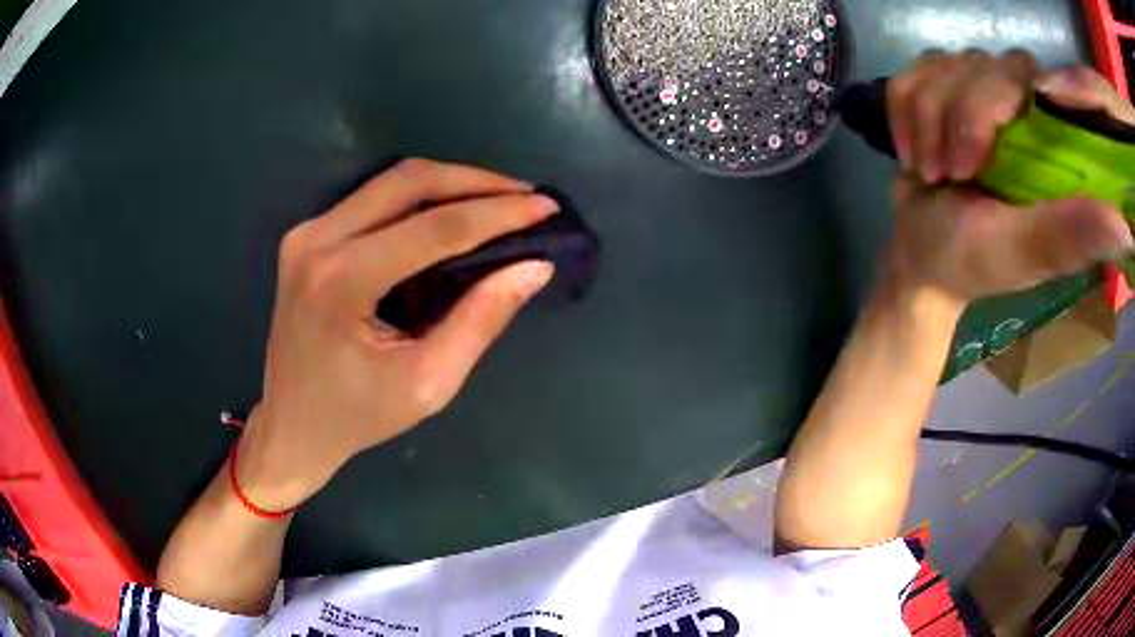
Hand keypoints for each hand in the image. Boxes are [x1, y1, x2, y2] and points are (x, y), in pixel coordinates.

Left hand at [236, 159, 556, 510]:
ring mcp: (306, 233)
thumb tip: (533, 267)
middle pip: (408, 182)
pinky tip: (451, 211)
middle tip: (525, 197)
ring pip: (390, 182)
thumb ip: (480, 320)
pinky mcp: (307, 236)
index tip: (546, 208)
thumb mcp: (427, 383)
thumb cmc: (357, 417)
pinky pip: (372, 199)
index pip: (434, 228)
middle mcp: (317, 241)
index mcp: (341, 282)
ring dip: (449, 183)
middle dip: (475, 182)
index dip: (497, 214)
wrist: (292, 426)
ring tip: (498, 200)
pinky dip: (419, 197)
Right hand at [885, 51, 1134, 302]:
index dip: (992, 99)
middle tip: (950, 174)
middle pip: (978, 63)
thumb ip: (1070, 234)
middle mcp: (1018, 107)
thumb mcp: (1025, 252)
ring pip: (939, 64)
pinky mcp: (940, 92)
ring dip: (925, 121)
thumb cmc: (973, 261)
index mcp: (1050, 144)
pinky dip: (902, 114)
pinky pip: (910, 73)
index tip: (973, 160)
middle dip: (954, 118)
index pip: (1025, 74)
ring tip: (933, 172)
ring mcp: (976, 94)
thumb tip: (1124, 229)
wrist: (921, 257)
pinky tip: (913, 153)